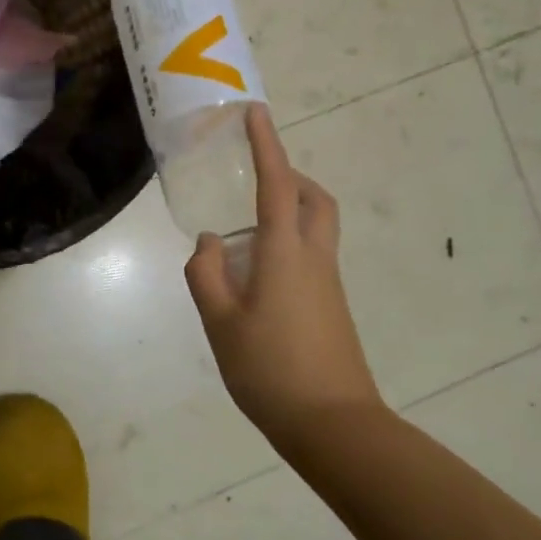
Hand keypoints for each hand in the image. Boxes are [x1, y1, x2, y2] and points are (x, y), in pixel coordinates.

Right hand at [185, 104, 382, 447]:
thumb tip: (209, 241)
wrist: (333, 426)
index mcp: (284, 253)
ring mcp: (328, 283)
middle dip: (291, 176)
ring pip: (317, 227)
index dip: (266, 146)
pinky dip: (289, 243)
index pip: (277, 185)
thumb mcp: (220, 323)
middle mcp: (314, 258)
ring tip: (245, 233)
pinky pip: (313, 255)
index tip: (257, 113)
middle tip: (257, 177)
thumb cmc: (270, 370)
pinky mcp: (332, 306)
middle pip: (315, 200)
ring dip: (290, 210)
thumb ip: (207, 275)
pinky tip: (258, 276)